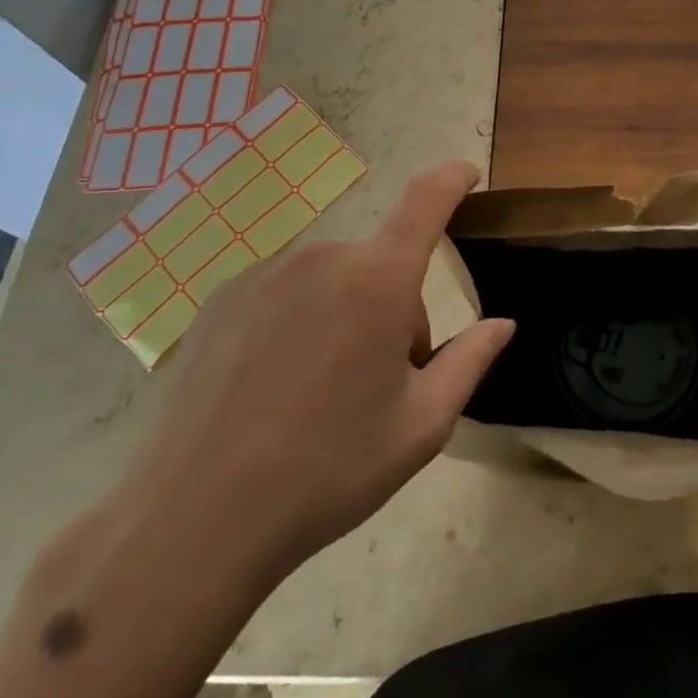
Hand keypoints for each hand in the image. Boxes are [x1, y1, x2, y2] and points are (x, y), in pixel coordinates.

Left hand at [116, 161, 513, 586]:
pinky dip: (300, 322)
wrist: (195, 521)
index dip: (452, 179)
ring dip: (347, 316)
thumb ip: (470, 360)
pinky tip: (273, 387)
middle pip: (381, 265)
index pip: (426, 201)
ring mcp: (266, 274)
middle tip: (381, 383)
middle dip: (396, 309)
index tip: (467, 175)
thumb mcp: (421, 425)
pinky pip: (287, 293)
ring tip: (319, 393)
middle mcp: (322, 259)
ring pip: (334, 281)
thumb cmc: (328, 471)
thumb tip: (502, 323)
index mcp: (377, 281)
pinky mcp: (224, 298)